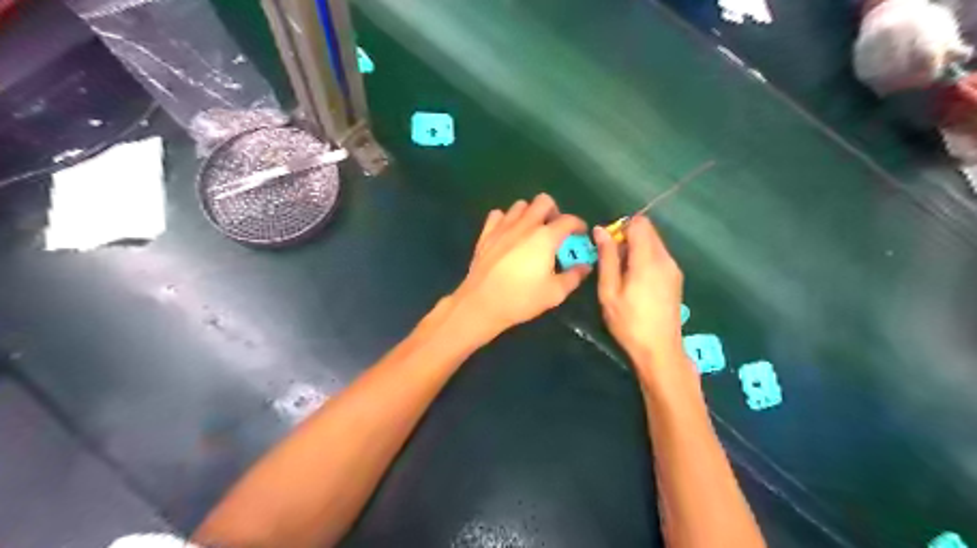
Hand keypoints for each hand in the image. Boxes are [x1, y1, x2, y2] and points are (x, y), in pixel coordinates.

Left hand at [454, 192, 590, 338]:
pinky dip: (506, 219)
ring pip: (520, 205)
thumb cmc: (521, 299)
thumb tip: (585, 267)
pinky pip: (498, 215)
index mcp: (545, 237)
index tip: (581, 234)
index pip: (568, 220)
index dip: (579, 225)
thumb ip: (573, 277)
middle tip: (555, 229)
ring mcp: (503, 227)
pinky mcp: (486, 234)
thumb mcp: (554, 293)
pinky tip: (508, 233)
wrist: (482, 303)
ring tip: (532, 231)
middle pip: (543, 201)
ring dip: (530, 214)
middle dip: (554, 211)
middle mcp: (525, 225)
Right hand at [592, 217, 681, 374]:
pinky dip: (645, 259)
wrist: (660, 350)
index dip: (621, 227)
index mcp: (648, 260)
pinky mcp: (676, 278)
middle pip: (648, 231)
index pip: (639, 224)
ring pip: (654, 243)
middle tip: (612, 262)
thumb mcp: (609, 291)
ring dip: (636, 249)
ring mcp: (673, 268)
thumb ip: (607, 258)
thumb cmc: (629, 322)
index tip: (608, 246)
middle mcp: (665, 258)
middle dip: (628, 237)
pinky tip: (636, 282)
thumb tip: (600, 230)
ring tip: (622, 275)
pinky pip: (659, 256)